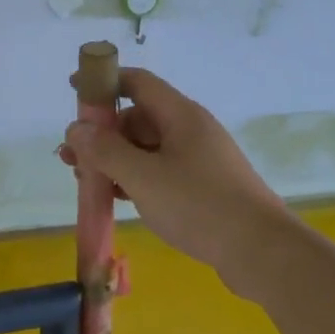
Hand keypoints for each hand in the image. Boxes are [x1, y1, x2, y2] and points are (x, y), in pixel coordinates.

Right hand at [60, 68, 294, 294]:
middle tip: (72, 158)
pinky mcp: (205, 186)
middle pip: (138, 117)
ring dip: (116, 159)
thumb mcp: (143, 177)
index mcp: (180, 114)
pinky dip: (136, 178)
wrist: (262, 252)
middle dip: (103, 134)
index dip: (104, 82)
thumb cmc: (199, 205)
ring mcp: (200, 158)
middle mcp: (191, 129)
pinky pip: (161, 171)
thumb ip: (105, 151)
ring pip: (148, 148)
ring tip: (86, 181)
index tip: (74, 89)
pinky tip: (119, 198)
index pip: (137, 82)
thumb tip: (75, 129)